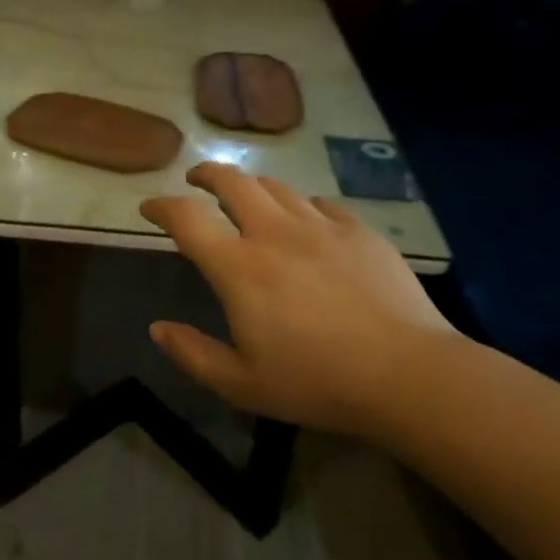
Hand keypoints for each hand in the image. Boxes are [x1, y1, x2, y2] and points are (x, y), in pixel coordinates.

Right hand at [140, 164, 456, 436]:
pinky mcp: (359, 232)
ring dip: (251, 186)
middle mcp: (274, 233)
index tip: (149, 209)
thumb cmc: (318, 383)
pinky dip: (301, 206)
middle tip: (196, 180)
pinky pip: (321, 204)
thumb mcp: (242, 385)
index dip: (161, 206)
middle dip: (206, 174)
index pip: (186, 218)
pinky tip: (305, 221)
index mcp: (239, 267)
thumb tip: (157, 328)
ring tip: (246, 196)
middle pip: (232, 181)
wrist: (410, 376)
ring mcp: (321, 227)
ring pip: (276, 187)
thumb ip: (192, 354)